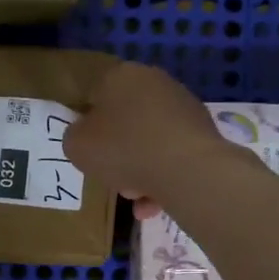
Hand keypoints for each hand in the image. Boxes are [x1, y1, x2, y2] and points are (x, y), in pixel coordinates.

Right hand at [63, 61, 228, 218]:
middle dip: (118, 154)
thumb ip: (74, 137)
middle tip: (112, 178)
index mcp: (122, 76)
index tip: (88, 151)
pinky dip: (162, 178)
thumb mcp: (77, 145)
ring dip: (139, 172)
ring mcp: (184, 107)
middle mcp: (155, 82)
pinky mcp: (204, 132)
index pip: (95, 97)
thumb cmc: (124, 149)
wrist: (187, 169)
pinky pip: (172, 156)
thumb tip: (86, 137)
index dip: (87, 127)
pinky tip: (154, 204)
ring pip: (149, 143)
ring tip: (137, 199)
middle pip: (125, 122)